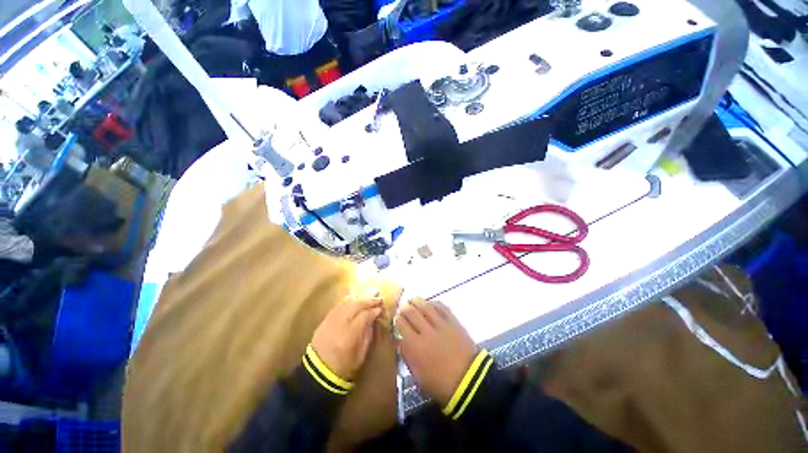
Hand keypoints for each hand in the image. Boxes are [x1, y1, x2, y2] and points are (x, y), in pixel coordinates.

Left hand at [311, 296, 382, 380]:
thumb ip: (368, 334)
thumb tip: (374, 318)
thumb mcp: (361, 354)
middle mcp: (339, 324)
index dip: (374, 310)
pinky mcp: (325, 319)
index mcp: (349, 335)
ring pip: (347, 302)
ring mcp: (330, 320)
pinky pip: (338, 304)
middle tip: (378, 298)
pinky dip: (348, 299)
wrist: (318, 372)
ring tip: (369, 295)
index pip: (364, 316)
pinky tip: (356, 297)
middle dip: (369, 300)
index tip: (381, 308)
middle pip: (356, 305)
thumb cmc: (343, 367)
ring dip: (360, 297)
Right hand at [396, 299, 475, 405]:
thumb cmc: (440, 383)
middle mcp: (426, 332)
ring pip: (426, 307)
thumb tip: (399, 341)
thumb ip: (407, 356)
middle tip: (403, 307)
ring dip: (417, 301)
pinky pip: (442, 307)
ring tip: (412, 299)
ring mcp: (441, 325)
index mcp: (415, 346)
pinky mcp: (453, 321)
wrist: (469, 381)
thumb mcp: (418, 376)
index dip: (397, 318)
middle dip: (405, 308)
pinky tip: (429, 303)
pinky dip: (433, 303)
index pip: (402, 324)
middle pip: (412, 313)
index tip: (396, 317)